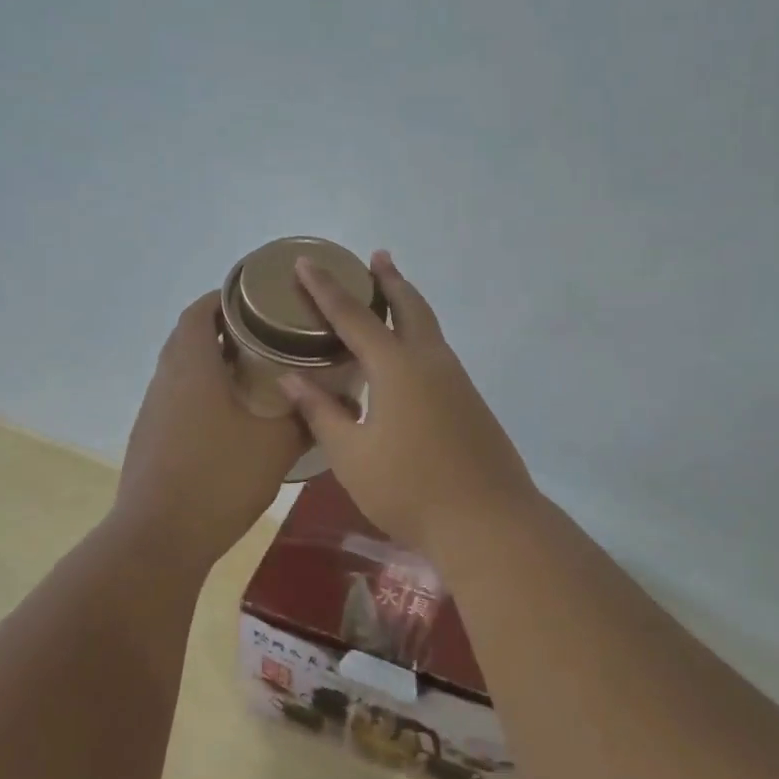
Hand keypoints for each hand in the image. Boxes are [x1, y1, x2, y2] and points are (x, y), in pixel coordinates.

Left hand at [111, 293, 306, 567]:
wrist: (160, 538)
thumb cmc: (219, 478)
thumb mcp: (276, 445)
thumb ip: (306, 417)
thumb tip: (338, 398)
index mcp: (193, 368)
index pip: (199, 312)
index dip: (223, 297)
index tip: (255, 297)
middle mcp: (166, 381)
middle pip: (189, 338)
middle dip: (223, 329)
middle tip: (265, 334)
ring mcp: (153, 412)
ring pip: (182, 371)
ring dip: (212, 363)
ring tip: (254, 373)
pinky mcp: (150, 440)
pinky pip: (177, 399)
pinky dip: (202, 393)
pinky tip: (231, 418)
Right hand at [281, 252, 537, 550]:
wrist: (487, 521)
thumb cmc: (408, 488)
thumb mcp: (351, 453)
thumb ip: (321, 411)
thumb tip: (291, 378)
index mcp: (396, 366)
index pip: (353, 316)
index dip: (326, 288)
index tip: (307, 261)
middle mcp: (430, 361)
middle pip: (409, 306)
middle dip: (389, 280)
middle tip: (376, 257)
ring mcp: (456, 380)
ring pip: (429, 328)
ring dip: (409, 305)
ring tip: (391, 295)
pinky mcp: (469, 401)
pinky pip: (438, 352)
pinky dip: (419, 336)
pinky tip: (408, 358)